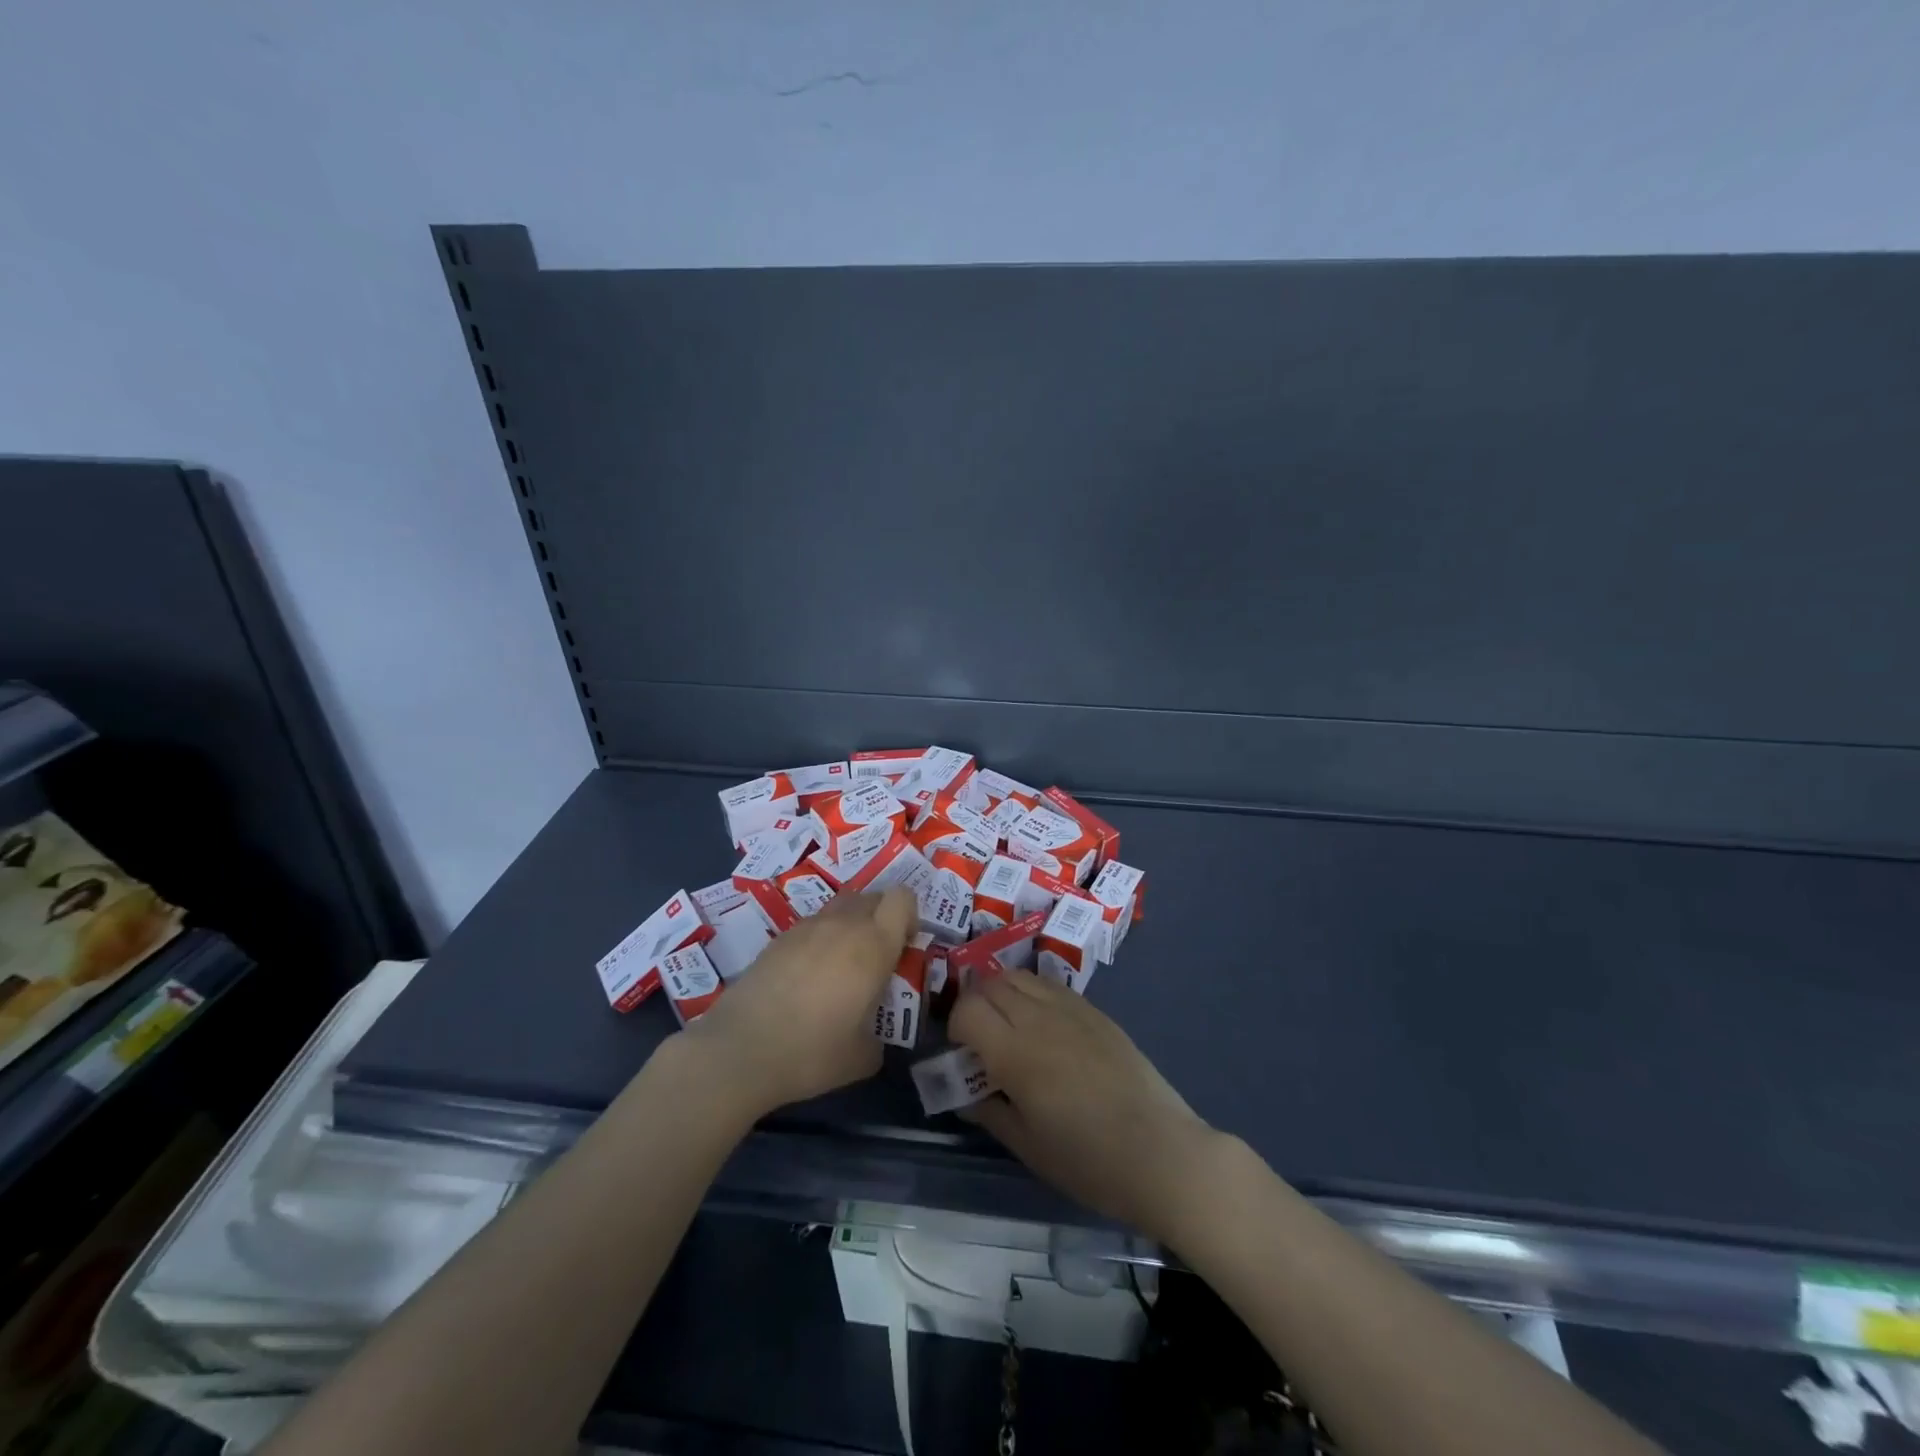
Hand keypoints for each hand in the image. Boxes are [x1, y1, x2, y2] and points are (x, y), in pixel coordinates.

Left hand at [684, 888, 915, 1115]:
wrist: (741, 1049)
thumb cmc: (812, 1052)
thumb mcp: (863, 1057)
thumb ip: (880, 1035)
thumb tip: (874, 1034)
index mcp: (874, 945)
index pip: (902, 898)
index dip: (909, 915)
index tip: (903, 946)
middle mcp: (843, 924)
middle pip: (873, 896)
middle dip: (881, 918)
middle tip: (876, 957)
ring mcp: (807, 926)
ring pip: (841, 906)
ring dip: (850, 925)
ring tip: (841, 966)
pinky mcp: (779, 937)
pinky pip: (813, 924)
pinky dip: (820, 939)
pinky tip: (808, 976)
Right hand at [950, 971, 1219, 1243]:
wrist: (1161, 1152)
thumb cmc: (1088, 1160)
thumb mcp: (1027, 1146)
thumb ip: (989, 1111)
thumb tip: (964, 1092)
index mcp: (1016, 1052)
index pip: (968, 1008)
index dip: (955, 1024)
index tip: (961, 1052)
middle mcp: (1039, 1017)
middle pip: (990, 984)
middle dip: (974, 1003)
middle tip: (979, 1037)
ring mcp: (1071, 1008)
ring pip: (1020, 976)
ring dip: (1002, 992)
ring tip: (1008, 1026)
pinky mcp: (1095, 1011)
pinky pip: (1050, 985)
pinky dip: (1032, 993)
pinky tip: (1042, 1025)